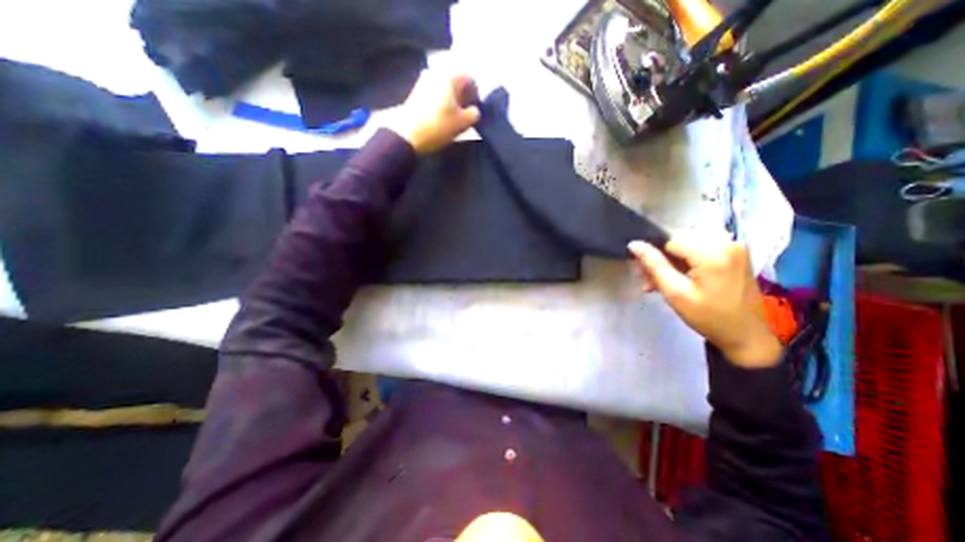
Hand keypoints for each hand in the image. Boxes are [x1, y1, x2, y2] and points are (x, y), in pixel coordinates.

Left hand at [389, 71, 480, 154]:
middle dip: (464, 96)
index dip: (476, 93)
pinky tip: (443, 117)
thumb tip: (474, 110)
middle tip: (467, 114)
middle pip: (456, 81)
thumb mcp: (462, 123)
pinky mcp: (416, 93)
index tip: (476, 109)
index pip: (470, 78)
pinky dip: (442, 103)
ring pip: (445, 88)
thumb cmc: (438, 126)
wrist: (407, 134)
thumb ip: (474, 114)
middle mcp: (437, 72)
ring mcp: (424, 81)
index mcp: (450, 76)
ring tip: (455, 117)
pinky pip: (435, 94)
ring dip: (452, 100)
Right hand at [626, 236, 781, 366]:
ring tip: (662, 279)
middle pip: (679, 239)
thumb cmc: (708, 317)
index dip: (654, 254)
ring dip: (672, 258)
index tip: (645, 272)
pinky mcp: (736, 251)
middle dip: (662, 257)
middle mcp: (727, 241)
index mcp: (713, 253)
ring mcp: (734, 245)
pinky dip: (686, 259)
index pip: (669, 240)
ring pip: (687, 242)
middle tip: (651, 279)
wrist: (746, 334)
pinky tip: (679, 275)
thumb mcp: (674, 293)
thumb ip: (653, 265)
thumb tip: (634, 244)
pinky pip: (701, 246)